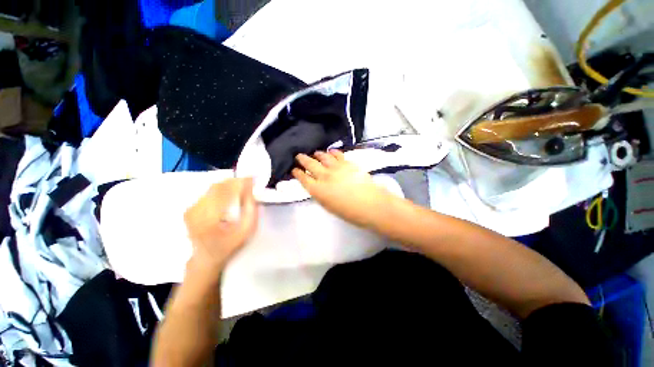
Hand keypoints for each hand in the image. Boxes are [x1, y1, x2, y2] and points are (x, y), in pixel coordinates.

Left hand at [184, 178, 257, 274]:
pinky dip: (222, 189)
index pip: (225, 193)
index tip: (253, 178)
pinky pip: (208, 192)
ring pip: (213, 187)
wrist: (206, 258)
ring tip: (241, 188)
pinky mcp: (190, 208)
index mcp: (209, 221)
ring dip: (229, 185)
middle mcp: (196, 212)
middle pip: (218, 187)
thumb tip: (251, 189)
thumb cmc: (229, 246)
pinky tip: (230, 194)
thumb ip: (251, 209)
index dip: (240, 183)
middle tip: (249, 182)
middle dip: (235, 181)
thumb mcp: (246, 231)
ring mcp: (190, 209)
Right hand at [292, 150, 394, 227]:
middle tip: (298, 156)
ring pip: (323, 156)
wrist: (371, 204)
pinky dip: (332, 152)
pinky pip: (337, 154)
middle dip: (302, 159)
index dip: (297, 173)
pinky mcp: (348, 163)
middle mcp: (324, 176)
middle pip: (310, 164)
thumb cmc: (349, 212)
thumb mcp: (329, 206)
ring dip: (317, 154)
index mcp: (318, 190)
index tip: (294, 169)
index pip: (303, 178)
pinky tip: (331, 152)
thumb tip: (316, 186)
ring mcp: (336, 168)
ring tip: (314, 153)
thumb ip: (320, 194)